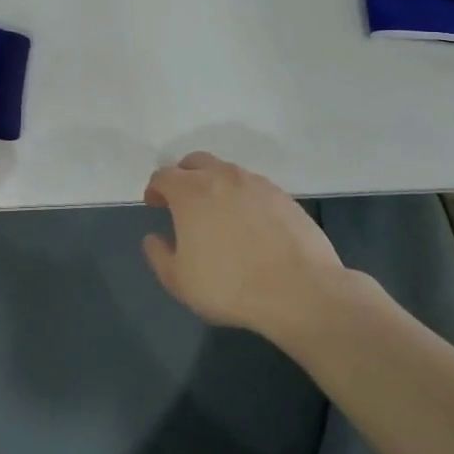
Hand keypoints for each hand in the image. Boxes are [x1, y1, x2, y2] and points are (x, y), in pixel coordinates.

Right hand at [142, 152, 351, 333]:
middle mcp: (222, 177)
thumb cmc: (229, 286)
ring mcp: (256, 183)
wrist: (299, 290)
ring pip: (226, 172)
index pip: (164, 176)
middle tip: (183, 202)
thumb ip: (159, 255)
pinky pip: (253, 187)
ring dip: (214, 184)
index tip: (155, 204)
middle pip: (195, 162)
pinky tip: (249, 223)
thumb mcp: (179, 281)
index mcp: (191, 192)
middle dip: (184, 177)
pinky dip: (242, 196)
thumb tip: (154, 238)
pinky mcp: (283, 195)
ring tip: (218, 214)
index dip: (155, 188)